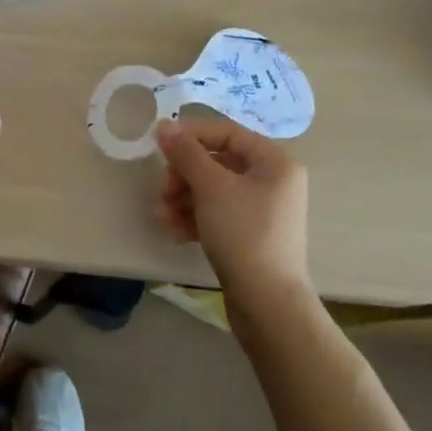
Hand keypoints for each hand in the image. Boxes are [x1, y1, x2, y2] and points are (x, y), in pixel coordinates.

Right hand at [154, 118, 311, 306]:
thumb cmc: (243, 234)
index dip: (190, 135)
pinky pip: (217, 213)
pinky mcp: (250, 234)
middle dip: (183, 174)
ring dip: (183, 198)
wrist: (268, 305)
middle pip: (217, 162)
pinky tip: (174, 231)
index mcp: (274, 161)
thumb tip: (164, 125)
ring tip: (161, 216)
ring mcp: (262, 209)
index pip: (225, 133)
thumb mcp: (211, 188)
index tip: (158, 144)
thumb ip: (186, 153)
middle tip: (162, 189)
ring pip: (213, 189)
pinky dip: (194, 217)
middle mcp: (272, 180)